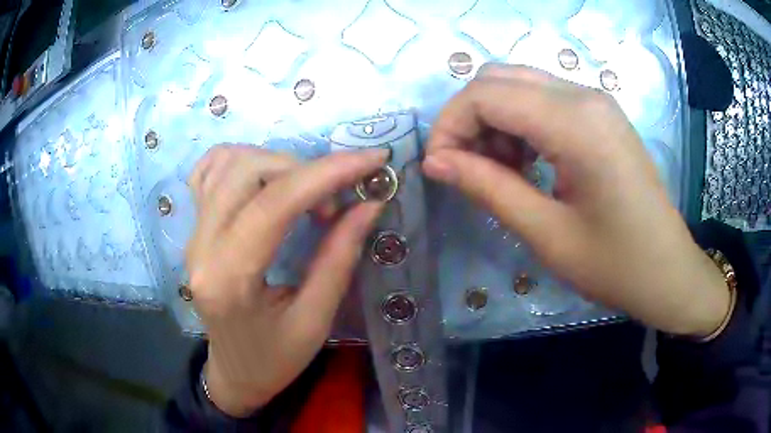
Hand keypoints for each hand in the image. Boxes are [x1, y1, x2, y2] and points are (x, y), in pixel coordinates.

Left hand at [186, 144, 386, 415]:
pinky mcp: (193, 228)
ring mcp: (192, 233)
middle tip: (333, 203)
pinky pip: (209, 171)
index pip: (274, 204)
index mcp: (229, 280)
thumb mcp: (315, 321)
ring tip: (303, 194)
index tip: (372, 160)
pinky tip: (265, 179)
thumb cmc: (275, 359)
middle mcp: (201, 247)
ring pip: (228, 161)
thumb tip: (369, 204)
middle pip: (247, 171)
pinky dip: (241, 161)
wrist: (234, 371)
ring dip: (276, 163)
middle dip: (303, 170)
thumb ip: (339, 258)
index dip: (327, 173)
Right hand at [423, 65, 729, 337]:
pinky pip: (544, 100)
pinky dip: (520, 123)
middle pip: (498, 79)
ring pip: (519, 85)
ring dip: (494, 121)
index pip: (485, 94)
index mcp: (575, 122)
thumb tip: (435, 162)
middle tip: (468, 169)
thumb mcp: (547, 234)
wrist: (668, 271)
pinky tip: (528, 163)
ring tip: (501, 172)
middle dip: (469, 119)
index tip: (439, 168)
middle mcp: (584, 96)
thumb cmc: (616, 265)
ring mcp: (595, 102)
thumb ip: (488, 188)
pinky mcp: (601, 115)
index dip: (449, 125)